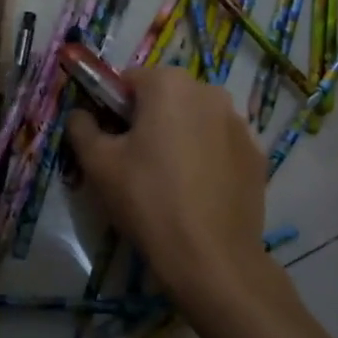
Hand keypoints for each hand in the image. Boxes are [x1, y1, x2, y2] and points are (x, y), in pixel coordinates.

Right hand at [65, 67, 266, 302]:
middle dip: (147, 120)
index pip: (128, 80)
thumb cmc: (147, 200)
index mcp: (169, 84)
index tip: (108, 140)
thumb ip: (81, 127)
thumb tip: (81, 114)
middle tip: (133, 162)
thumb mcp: (97, 163)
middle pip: (165, 97)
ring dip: (178, 136)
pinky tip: (195, 192)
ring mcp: (239, 124)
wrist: (211, 257)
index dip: (111, 107)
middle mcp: (210, 92)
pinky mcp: (256, 155)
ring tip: (167, 180)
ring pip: (194, 120)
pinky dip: (205, 157)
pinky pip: (219, 145)